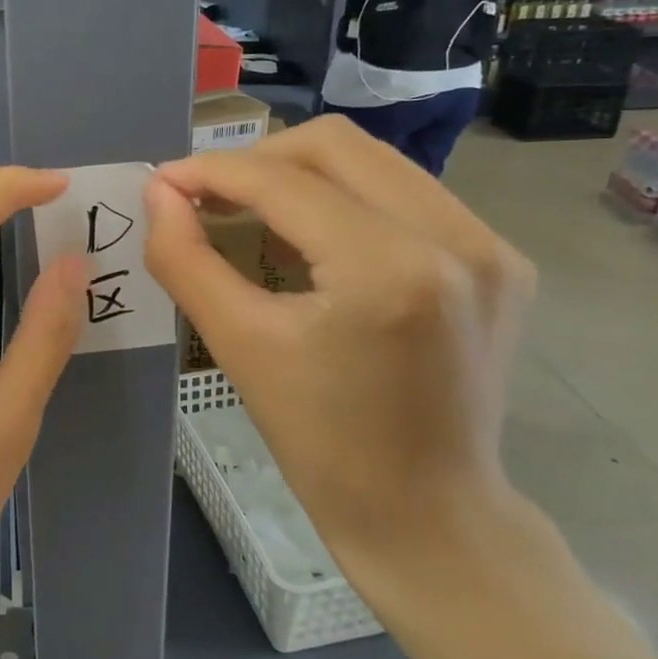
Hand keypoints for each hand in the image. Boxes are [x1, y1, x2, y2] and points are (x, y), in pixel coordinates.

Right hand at [143, 117, 534, 570]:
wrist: (428, 513)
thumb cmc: (322, 443)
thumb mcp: (240, 347)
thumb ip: (186, 260)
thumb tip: (157, 194)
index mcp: (388, 269)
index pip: (283, 181)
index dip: (212, 171)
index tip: (164, 181)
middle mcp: (454, 239)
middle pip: (335, 145)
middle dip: (257, 160)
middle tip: (207, 196)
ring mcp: (489, 245)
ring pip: (374, 161)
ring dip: (301, 175)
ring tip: (251, 212)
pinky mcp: (500, 259)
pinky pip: (406, 194)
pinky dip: (345, 199)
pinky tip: (313, 239)